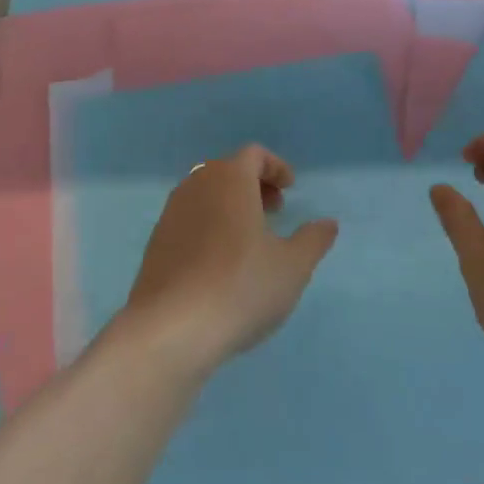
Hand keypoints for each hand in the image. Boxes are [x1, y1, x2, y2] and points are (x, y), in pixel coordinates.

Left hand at [120, 145, 338, 375]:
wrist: (172, 328)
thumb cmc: (241, 286)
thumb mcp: (293, 266)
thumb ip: (313, 240)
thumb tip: (327, 224)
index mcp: (229, 180)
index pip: (253, 155)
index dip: (275, 167)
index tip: (290, 189)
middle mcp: (196, 186)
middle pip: (227, 171)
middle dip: (254, 185)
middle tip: (274, 211)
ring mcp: (170, 214)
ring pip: (205, 195)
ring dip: (230, 206)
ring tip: (250, 239)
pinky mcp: (156, 243)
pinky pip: (189, 220)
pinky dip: (209, 226)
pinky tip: (220, 263)